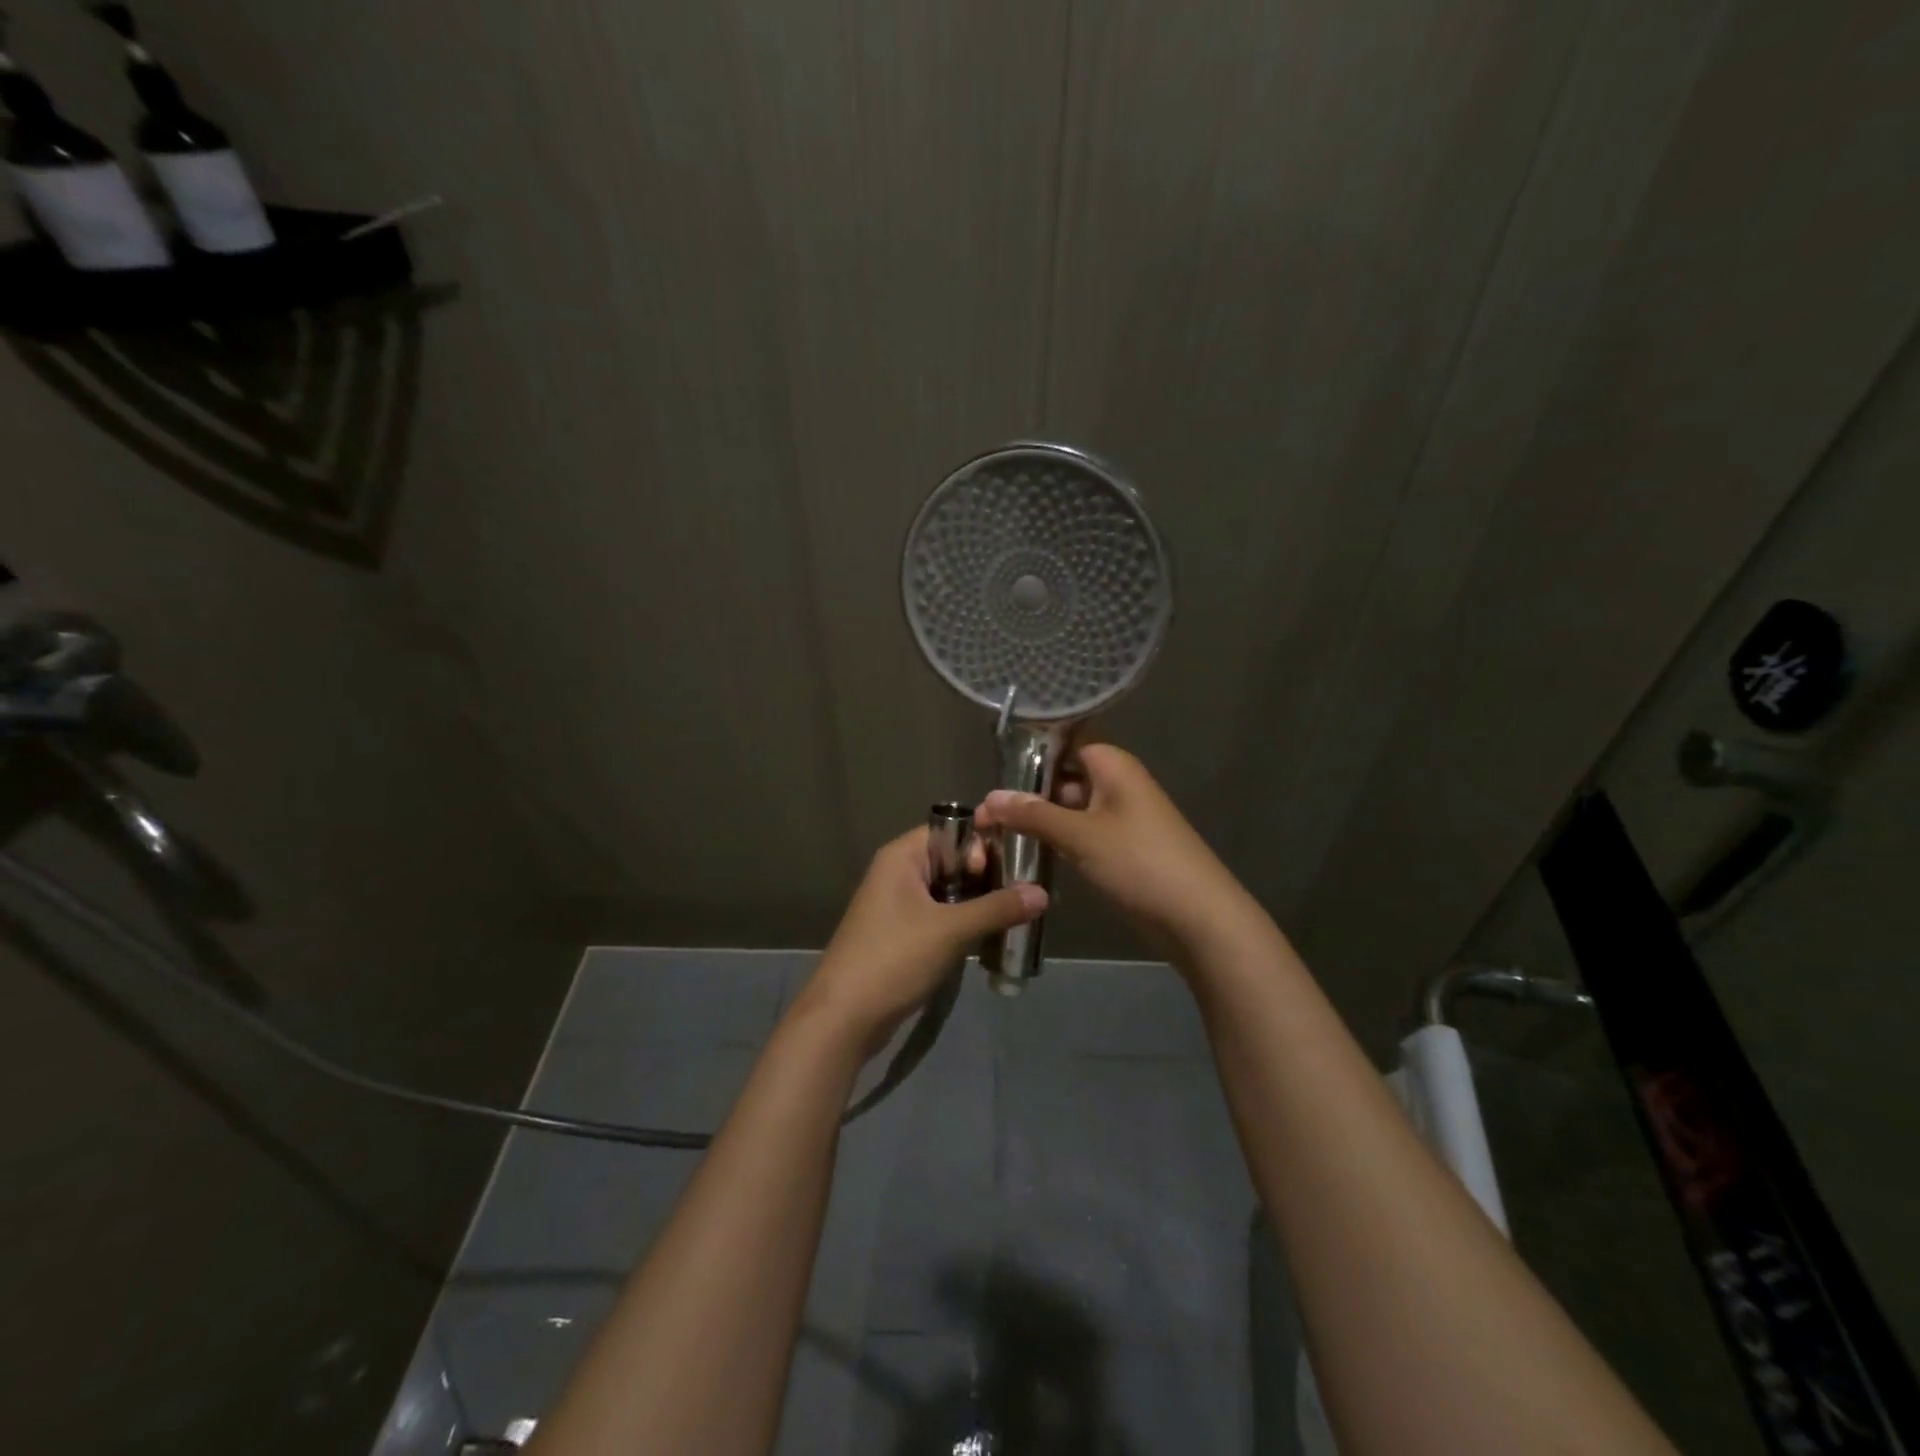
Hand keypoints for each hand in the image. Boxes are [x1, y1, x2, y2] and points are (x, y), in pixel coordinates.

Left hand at [787, 826, 1046, 1051]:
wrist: (844, 1017)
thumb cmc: (895, 958)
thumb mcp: (952, 930)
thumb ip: (998, 908)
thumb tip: (1043, 893)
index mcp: (902, 856)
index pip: (952, 830)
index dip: (982, 846)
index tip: (1012, 871)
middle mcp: (898, 873)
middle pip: (953, 860)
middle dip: (988, 876)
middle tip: (1025, 895)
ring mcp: (898, 905)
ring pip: (949, 891)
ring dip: (980, 903)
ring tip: (1017, 916)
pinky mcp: (902, 934)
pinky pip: (941, 916)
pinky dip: (965, 923)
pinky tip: (992, 938)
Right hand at [973, 744, 1265, 964]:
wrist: (1197, 917)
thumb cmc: (1139, 862)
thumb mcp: (1080, 835)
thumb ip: (1032, 814)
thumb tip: (988, 798)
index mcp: (1112, 765)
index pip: (1064, 742)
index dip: (1029, 753)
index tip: (992, 770)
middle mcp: (1116, 784)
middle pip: (1063, 777)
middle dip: (1026, 793)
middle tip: (982, 813)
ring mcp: (1119, 818)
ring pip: (1069, 809)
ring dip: (1038, 820)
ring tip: (992, 833)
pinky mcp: (1120, 849)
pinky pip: (1080, 834)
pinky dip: (1056, 840)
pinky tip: (1025, 852)